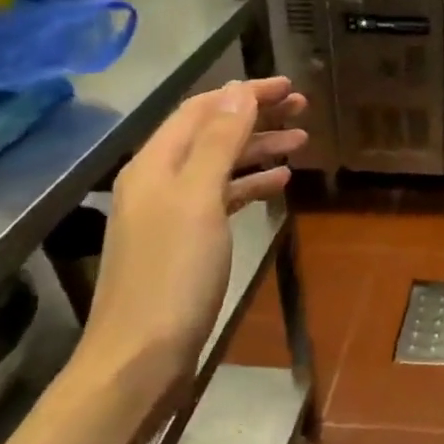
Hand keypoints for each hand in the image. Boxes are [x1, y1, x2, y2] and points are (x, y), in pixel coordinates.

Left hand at [78, 77, 307, 404]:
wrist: (141, 356)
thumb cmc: (173, 273)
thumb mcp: (199, 199)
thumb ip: (219, 141)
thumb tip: (239, 90)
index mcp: (155, 164)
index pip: (203, 109)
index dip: (245, 92)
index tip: (289, 86)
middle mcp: (159, 180)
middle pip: (211, 133)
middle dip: (256, 116)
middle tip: (303, 109)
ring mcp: (171, 213)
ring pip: (220, 164)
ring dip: (258, 149)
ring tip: (301, 142)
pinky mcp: (185, 241)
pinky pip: (221, 196)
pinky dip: (250, 183)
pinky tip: (279, 183)